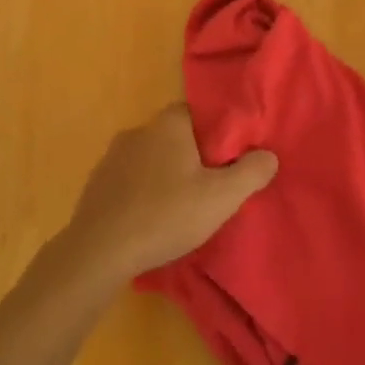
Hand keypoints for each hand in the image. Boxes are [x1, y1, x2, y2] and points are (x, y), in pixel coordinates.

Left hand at [63, 104, 277, 283]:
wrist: (99, 252)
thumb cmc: (166, 215)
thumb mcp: (221, 197)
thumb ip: (251, 173)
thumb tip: (269, 156)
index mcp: (169, 125)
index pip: (196, 113)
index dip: (213, 134)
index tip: (224, 159)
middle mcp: (139, 131)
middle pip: (173, 136)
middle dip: (189, 157)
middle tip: (207, 187)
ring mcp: (112, 157)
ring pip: (149, 159)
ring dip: (162, 176)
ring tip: (177, 208)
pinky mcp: (96, 184)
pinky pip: (128, 181)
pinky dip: (140, 194)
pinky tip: (148, 220)